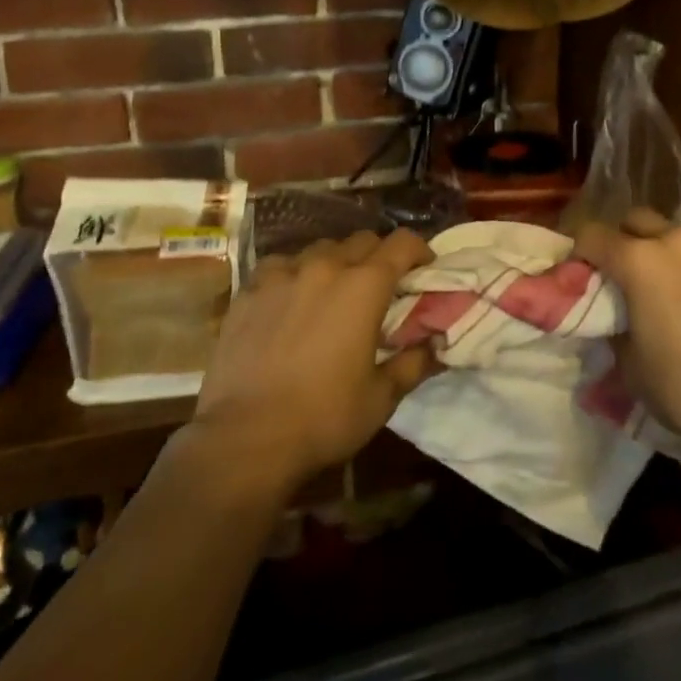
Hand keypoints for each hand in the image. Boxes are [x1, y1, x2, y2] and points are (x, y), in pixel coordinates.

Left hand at [188, 230, 437, 498]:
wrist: (245, 439)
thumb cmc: (324, 418)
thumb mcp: (381, 398)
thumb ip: (413, 363)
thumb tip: (435, 345)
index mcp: (364, 286)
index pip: (402, 243)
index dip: (419, 250)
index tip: (424, 269)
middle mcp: (326, 266)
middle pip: (362, 240)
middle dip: (379, 256)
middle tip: (381, 287)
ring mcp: (283, 274)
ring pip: (320, 249)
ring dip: (336, 262)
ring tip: (334, 292)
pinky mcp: (249, 290)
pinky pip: (280, 265)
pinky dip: (295, 274)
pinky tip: (290, 299)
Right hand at [574, 212, 680, 456]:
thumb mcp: (631, 366)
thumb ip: (617, 330)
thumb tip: (618, 322)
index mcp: (639, 260)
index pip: (591, 235)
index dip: (579, 252)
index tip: (578, 275)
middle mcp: (677, 242)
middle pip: (637, 220)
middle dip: (624, 240)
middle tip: (623, 276)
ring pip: (679, 238)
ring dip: (666, 254)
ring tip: (670, 292)